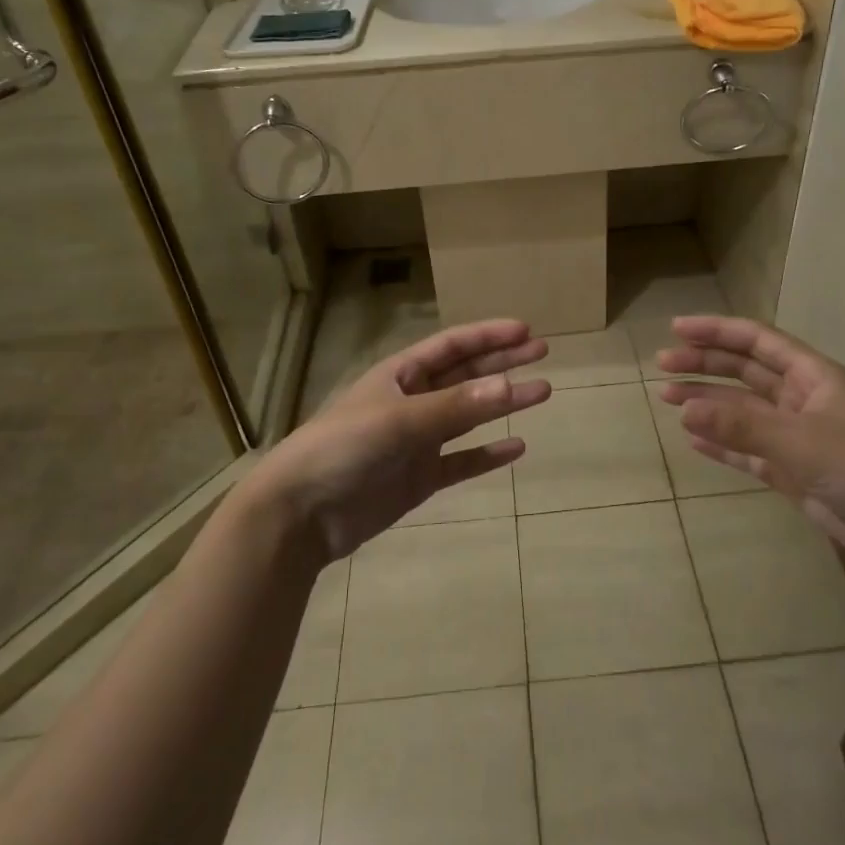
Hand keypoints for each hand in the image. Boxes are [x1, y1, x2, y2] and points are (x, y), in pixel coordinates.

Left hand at [252, 319, 550, 560]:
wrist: (301, 512)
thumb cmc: (344, 447)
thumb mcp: (399, 420)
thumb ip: (455, 406)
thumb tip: (509, 385)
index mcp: (401, 375)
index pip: (453, 346)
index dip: (488, 336)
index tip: (526, 332)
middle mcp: (412, 401)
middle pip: (466, 375)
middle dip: (502, 362)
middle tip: (543, 353)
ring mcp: (417, 441)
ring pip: (469, 416)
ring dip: (503, 404)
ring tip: (542, 393)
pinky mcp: (418, 478)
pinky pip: (461, 461)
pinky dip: (487, 454)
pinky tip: (516, 448)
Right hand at [656, 315, 844, 585]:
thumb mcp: (801, 442)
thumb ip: (742, 427)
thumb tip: (685, 410)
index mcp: (813, 377)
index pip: (757, 341)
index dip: (717, 331)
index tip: (677, 329)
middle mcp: (804, 401)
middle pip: (745, 373)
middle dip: (705, 366)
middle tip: (663, 366)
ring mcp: (800, 439)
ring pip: (744, 413)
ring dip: (708, 404)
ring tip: (668, 399)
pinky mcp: (798, 475)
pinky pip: (751, 452)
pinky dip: (723, 445)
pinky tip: (695, 440)